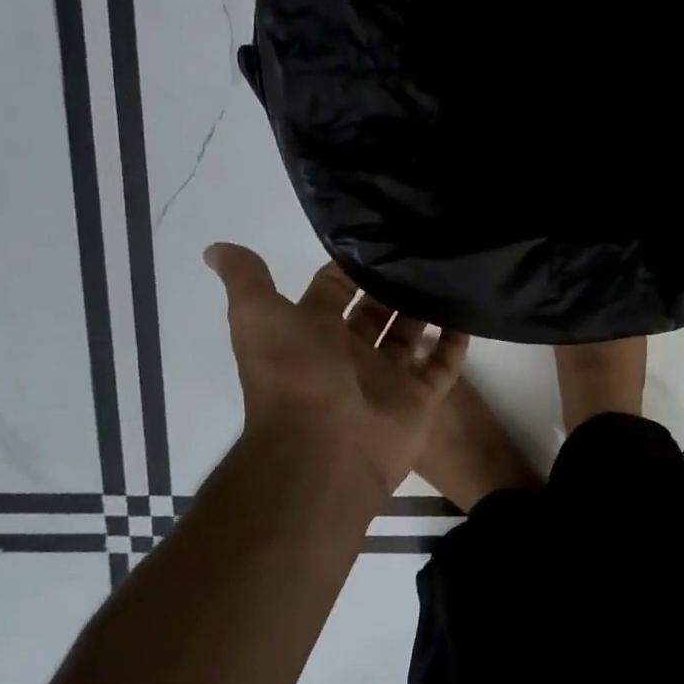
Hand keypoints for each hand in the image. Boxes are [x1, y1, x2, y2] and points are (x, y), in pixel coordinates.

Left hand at [204, 244, 469, 497]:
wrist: (325, 447)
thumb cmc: (294, 374)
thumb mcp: (258, 317)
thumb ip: (245, 279)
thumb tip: (215, 248)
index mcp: (312, 334)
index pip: (333, 291)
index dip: (349, 267)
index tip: (378, 236)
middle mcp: (349, 355)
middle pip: (375, 313)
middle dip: (392, 286)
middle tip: (421, 250)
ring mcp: (386, 378)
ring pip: (409, 336)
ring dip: (425, 309)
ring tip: (448, 272)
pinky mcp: (418, 399)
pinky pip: (442, 366)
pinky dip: (454, 343)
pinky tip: (469, 312)